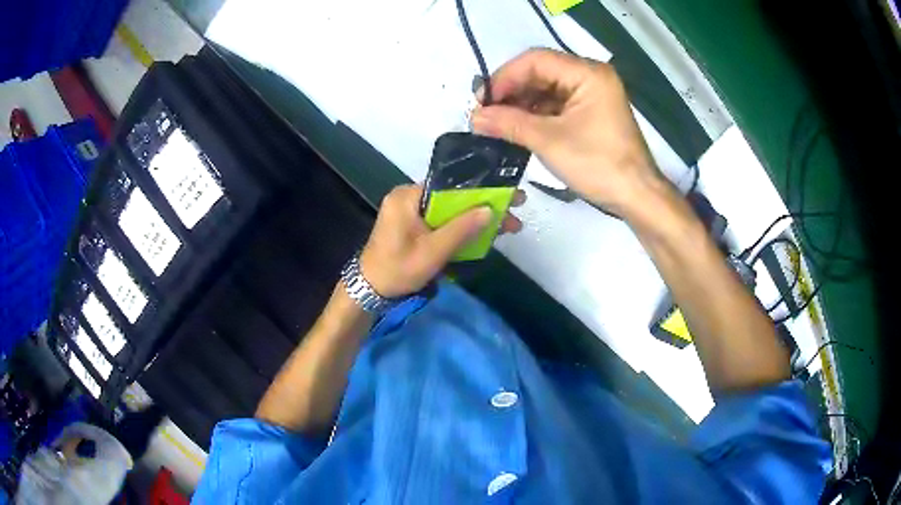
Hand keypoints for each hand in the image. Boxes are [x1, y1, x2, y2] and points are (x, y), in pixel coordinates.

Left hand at [359, 184, 524, 297]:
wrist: (370, 290)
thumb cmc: (398, 270)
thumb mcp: (432, 252)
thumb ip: (461, 229)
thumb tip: (490, 210)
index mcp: (408, 196)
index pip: (450, 184)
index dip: (481, 189)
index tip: (508, 193)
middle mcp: (408, 196)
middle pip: (452, 196)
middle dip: (483, 205)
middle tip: (514, 211)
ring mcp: (410, 210)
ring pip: (450, 209)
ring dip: (475, 218)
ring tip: (507, 225)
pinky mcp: (413, 223)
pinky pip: (441, 219)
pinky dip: (460, 226)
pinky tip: (484, 232)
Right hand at [471, 49, 664, 217]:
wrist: (636, 197)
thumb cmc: (599, 165)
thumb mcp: (550, 141)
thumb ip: (509, 123)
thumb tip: (474, 117)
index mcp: (588, 73)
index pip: (536, 60)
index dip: (505, 77)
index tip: (482, 101)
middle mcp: (590, 76)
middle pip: (540, 72)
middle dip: (511, 91)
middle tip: (485, 113)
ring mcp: (591, 94)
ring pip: (546, 88)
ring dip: (520, 104)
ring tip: (496, 123)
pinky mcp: (590, 112)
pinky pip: (555, 104)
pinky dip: (534, 114)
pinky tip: (516, 127)